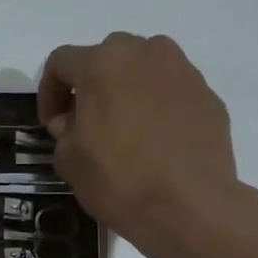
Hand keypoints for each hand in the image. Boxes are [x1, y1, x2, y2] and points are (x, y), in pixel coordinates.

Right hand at [38, 33, 244, 257]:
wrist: (188, 205)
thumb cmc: (119, 180)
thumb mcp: (69, 161)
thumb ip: (64, 130)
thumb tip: (73, 121)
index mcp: (102, 64)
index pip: (61, 61)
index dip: (49, 92)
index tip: (52, 124)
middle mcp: (145, 53)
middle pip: (107, 58)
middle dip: (91, 86)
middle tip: (87, 124)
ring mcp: (183, 71)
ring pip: (144, 70)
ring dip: (127, 92)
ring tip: (125, 131)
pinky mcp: (208, 95)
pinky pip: (172, 93)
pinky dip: (158, 109)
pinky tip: (156, 144)